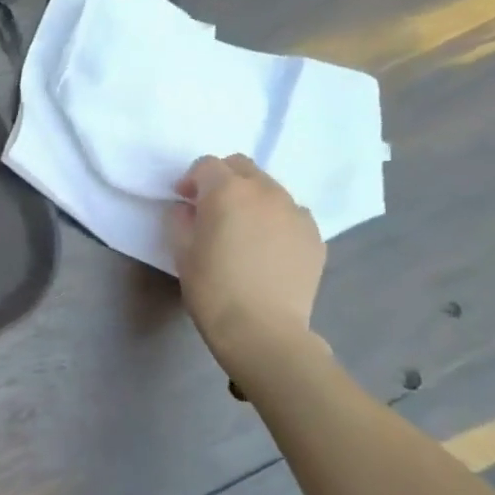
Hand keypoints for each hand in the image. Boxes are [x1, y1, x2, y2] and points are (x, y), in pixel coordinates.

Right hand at [166, 155, 324, 359]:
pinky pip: (290, 214)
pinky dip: (275, 220)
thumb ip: (180, 220)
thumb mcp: (181, 252)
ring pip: (269, 188)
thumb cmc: (212, 289)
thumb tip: (188, 209)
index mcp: (227, 191)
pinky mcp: (314, 235)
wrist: (262, 329)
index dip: (190, 180)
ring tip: (242, 229)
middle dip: (222, 179)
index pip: (206, 165)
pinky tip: (266, 248)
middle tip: (211, 208)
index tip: (183, 201)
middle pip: (242, 167)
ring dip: (251, 198)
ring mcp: (295, 212)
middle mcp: (265, 191)